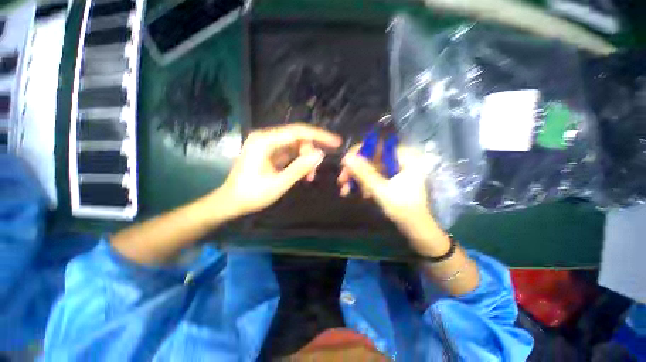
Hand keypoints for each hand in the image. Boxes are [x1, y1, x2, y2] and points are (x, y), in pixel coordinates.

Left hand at [215, 124, 341, 218]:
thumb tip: (320, 155)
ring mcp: (268, 145)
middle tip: (316, 171)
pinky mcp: (270, 153)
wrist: (231, 202)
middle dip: (311, 152)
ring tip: (310, 176)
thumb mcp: (279, 183)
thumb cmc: (252, 194)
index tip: (336, 142)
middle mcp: (266, 138)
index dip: (319, 136)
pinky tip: (304, 174)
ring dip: (306, 159)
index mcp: (265, 141)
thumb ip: (300, 168)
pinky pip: (290, 153)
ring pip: (296, 146)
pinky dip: (299, 162)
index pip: (298, 132)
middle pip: (298, 138)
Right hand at [338, 145, 450, 255]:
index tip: (345, 163)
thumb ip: (363, 173)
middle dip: (355, 170)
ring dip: (357, 178)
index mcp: (406, 157)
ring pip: (371, 168)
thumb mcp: (381, 190)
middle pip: (372, 157)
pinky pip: (375, 176)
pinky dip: (365, 184)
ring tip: (345, 191)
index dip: (358, 152)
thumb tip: (346, 157)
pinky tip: (359, 193)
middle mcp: (401, 159)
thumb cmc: (403, 209)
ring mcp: (397, 169)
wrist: (416, 228)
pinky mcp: (393, 178)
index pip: (377, 145)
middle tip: (342, 180)